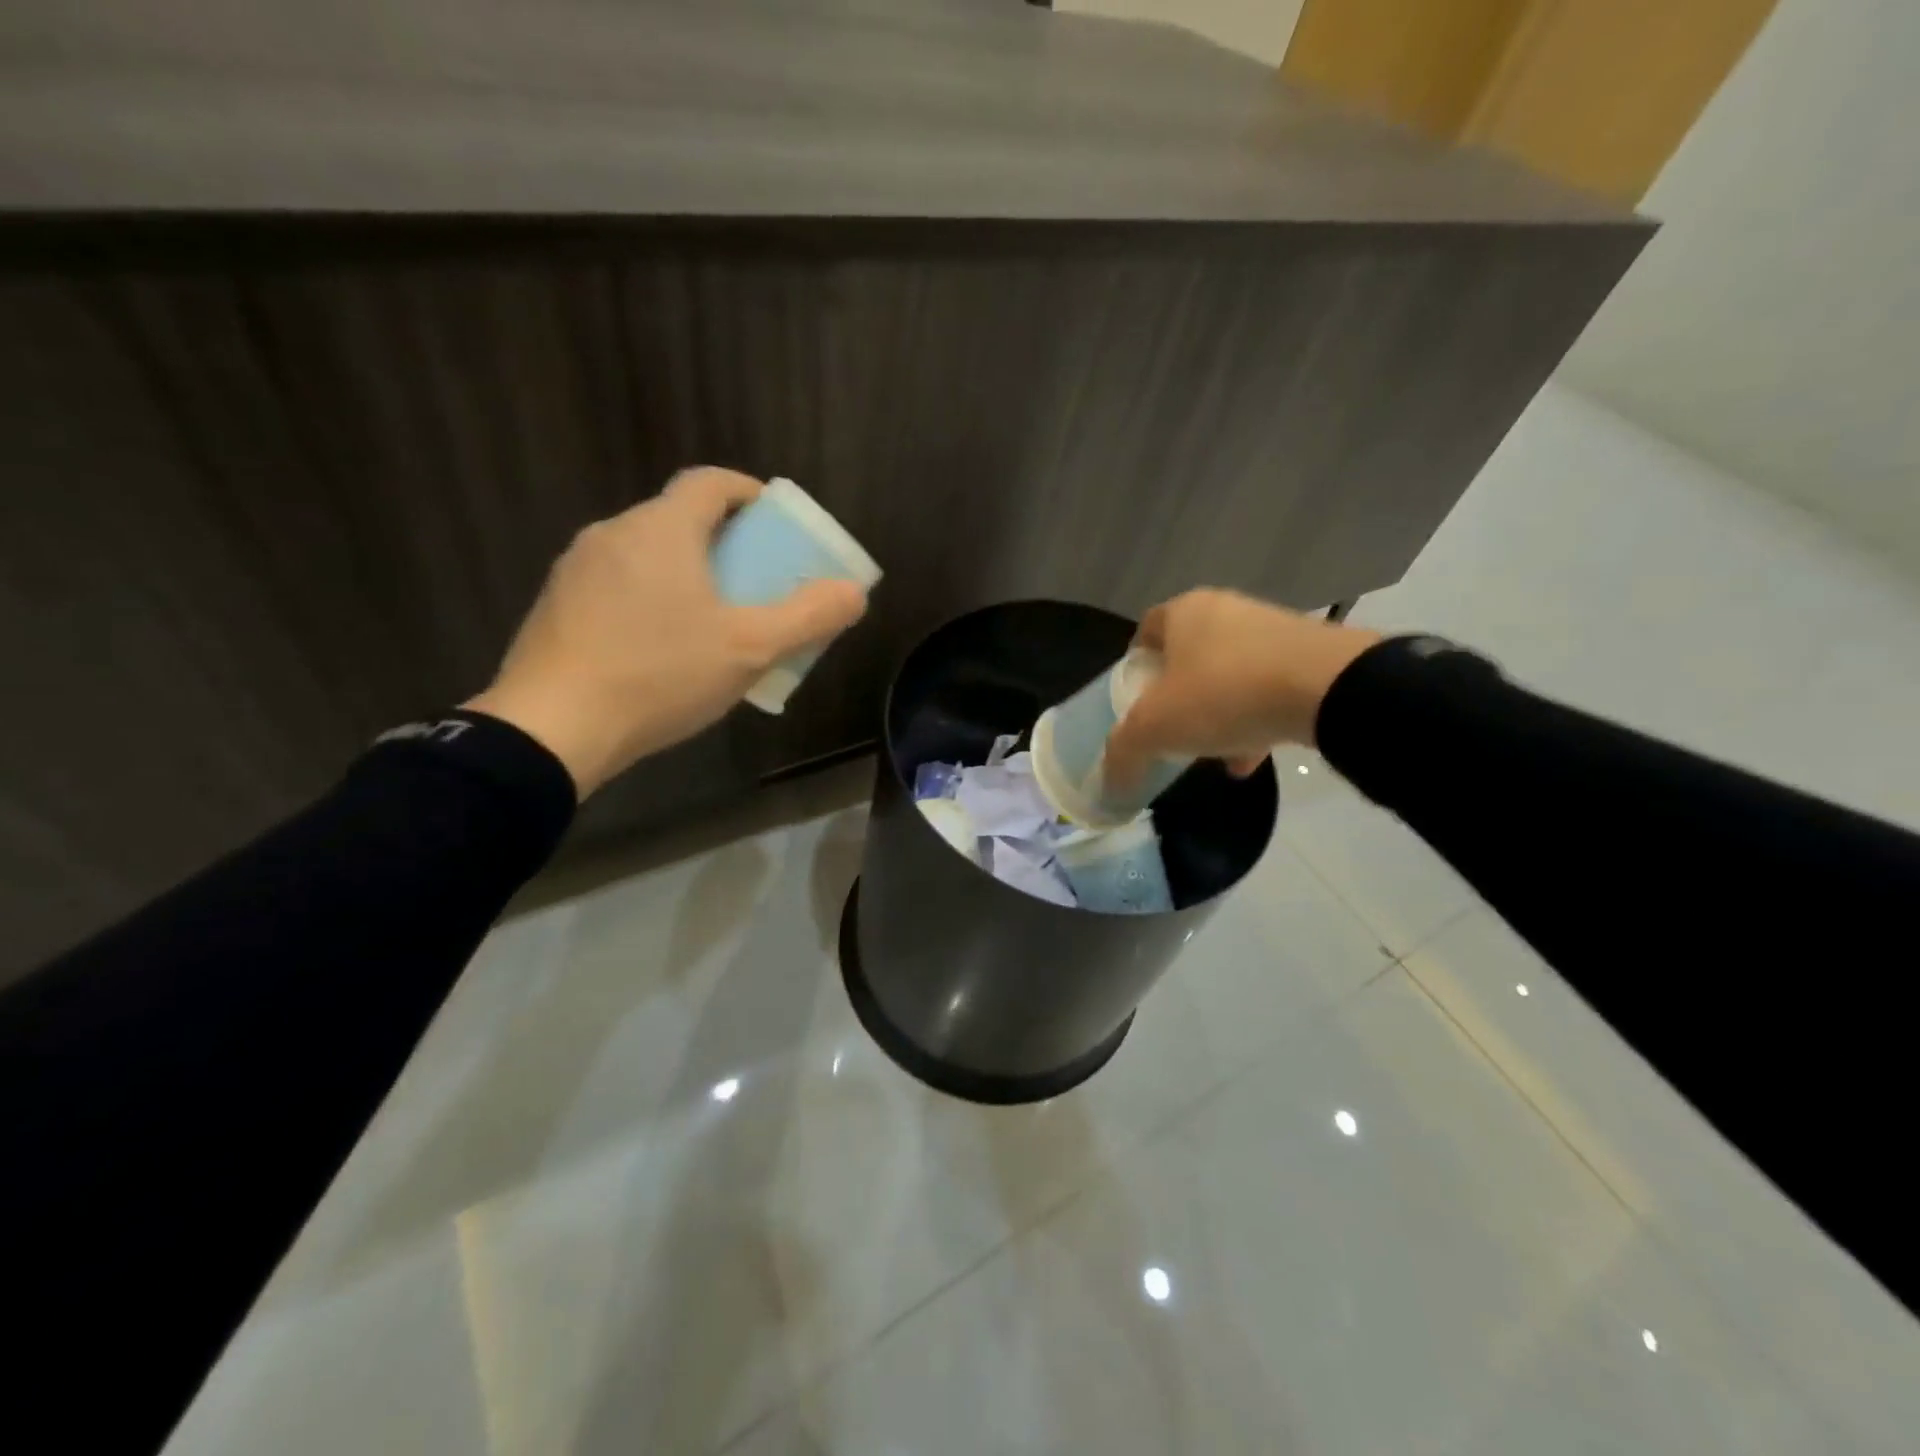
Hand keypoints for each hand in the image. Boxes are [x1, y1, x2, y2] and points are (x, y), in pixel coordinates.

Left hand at [465, 468, 867, 796]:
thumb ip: (808, 617)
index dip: (750, 493)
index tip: (775, 523)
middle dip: (725, 542)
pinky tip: (661, 649)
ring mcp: (576, 569)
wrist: (551, 728)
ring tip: (712, 621)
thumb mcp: (750, 649)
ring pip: (647, 553)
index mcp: (661, 528)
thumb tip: (854, 592)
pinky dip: (650, 597)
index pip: (711, 482)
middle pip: (680, 518)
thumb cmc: (659, 675)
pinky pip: (617, 584)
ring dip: (686, 572)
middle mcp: (613, 533)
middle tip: (755, 583)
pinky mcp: (556, 605)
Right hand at [1103, 589, 1379, 788]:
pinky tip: (1249, 760)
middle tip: (1170, 729)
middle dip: (1177, 695)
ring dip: (1217, 712)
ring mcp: (1272, 630)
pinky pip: (1268, 689)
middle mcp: (1226, 610)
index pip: (1145, 632)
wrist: (1328, 687)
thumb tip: (1107, 781)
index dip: (1136, 667)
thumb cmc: (1223, 692)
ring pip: (1229, 674)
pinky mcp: (1310, 655)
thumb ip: (1123, 751)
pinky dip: (1254, 720)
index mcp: (1183, 612)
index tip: (1134, 703)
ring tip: (1211, 752)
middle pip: (1188, 655)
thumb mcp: (1155, 728)